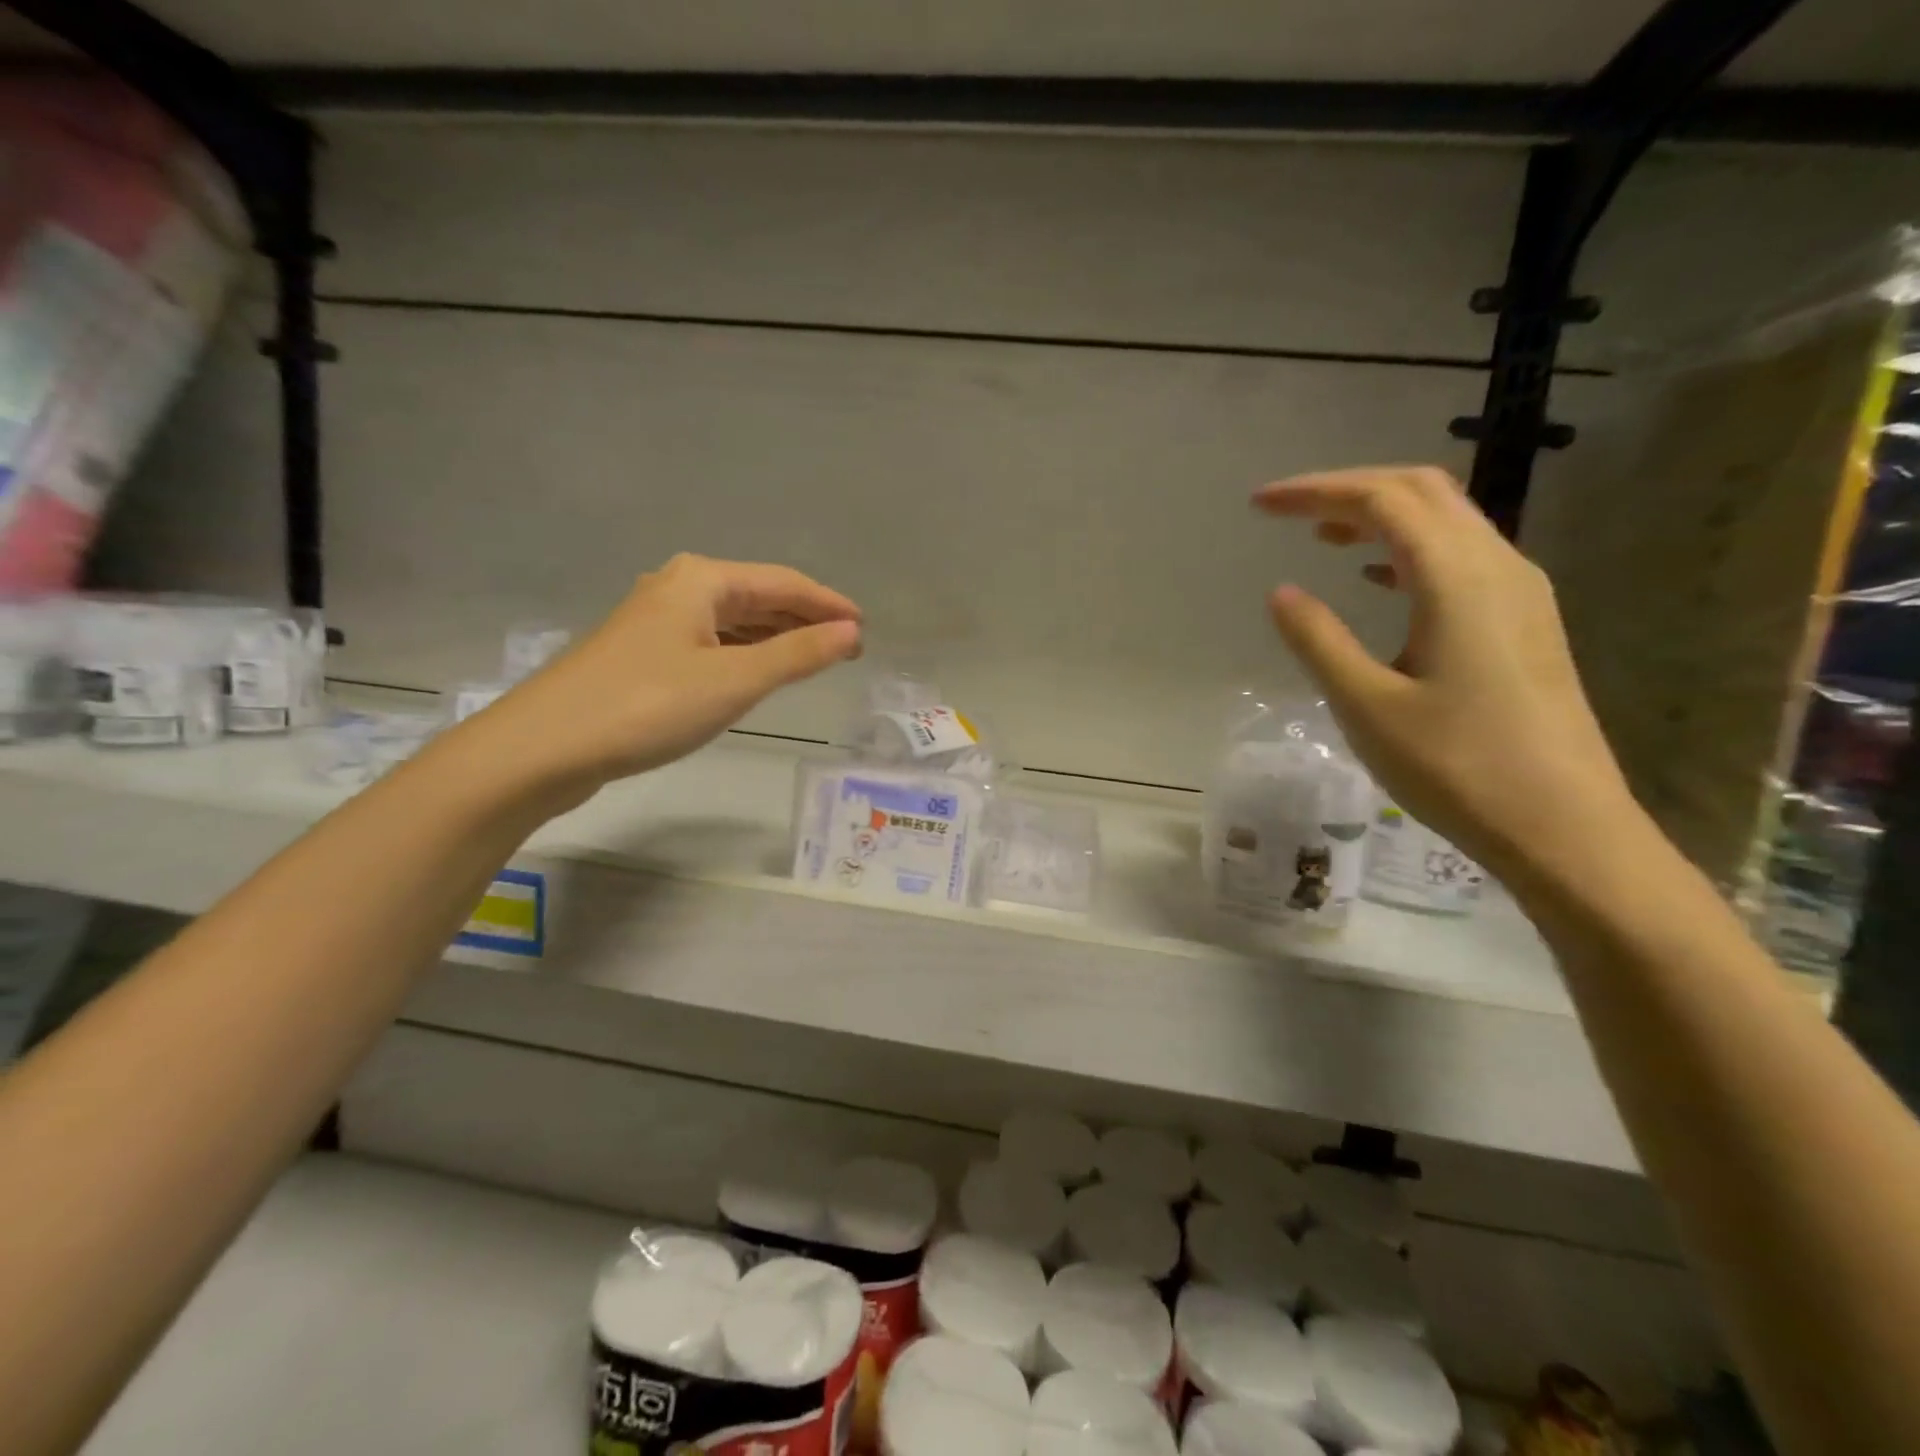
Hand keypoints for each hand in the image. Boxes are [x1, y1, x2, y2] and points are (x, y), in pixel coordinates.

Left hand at [461, 554, 861, 803]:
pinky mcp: (644, 653)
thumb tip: (851, 632)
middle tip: (847, 649)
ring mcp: (657, 620)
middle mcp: (679, 587)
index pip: (784, 582)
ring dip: (776, 637)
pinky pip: (712, 641)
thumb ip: (798, 654)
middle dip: (804, 620)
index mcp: (703, 580)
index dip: (828, 604)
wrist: (546, 746)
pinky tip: (758, 671)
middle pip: (758, 596)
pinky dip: (745, 653)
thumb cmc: (649, 705)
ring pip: (733, 620)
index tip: (865, 628)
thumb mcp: (735, 680)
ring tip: (814, 659)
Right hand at [1255, 466, 1635, 884]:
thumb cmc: (1456, 767)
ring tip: (1323, 536)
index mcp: (1458, 578)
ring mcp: (1519, 593)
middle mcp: (1498, 566)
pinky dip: (1409, 549)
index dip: (1317, 492)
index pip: (1382, 500)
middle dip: (1350, 489)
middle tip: (1288, 510)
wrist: (1564, 827)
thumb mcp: (1367, 705)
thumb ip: (1319, 640)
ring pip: (1447, 521)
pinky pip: (1462, 557)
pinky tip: (1377, 578)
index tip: (1261, 505)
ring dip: (1382, 516)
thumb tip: (1282, 592)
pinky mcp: (1524, 622)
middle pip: (1422, 492)